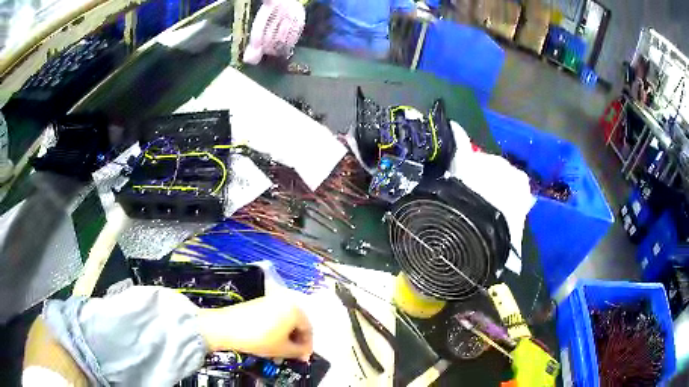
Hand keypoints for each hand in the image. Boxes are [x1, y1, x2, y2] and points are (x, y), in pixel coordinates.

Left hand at [197, 295, 312, 360]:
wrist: (226, 328)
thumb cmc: (258, 338)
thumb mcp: (283, 349)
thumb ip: (299, 351)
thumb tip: (304, 353)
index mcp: (295, 309)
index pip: (309, 330)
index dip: (307, 346)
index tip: (304, 357)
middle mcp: (285, 300)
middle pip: (298, 324)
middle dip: (296, 341)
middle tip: (293, 355)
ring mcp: (271, 300)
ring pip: (286, 321)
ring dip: (286, 336)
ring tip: (281, 350)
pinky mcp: (259, 302)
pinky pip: (275, 317)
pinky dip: (277, 329)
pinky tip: (271, 341)